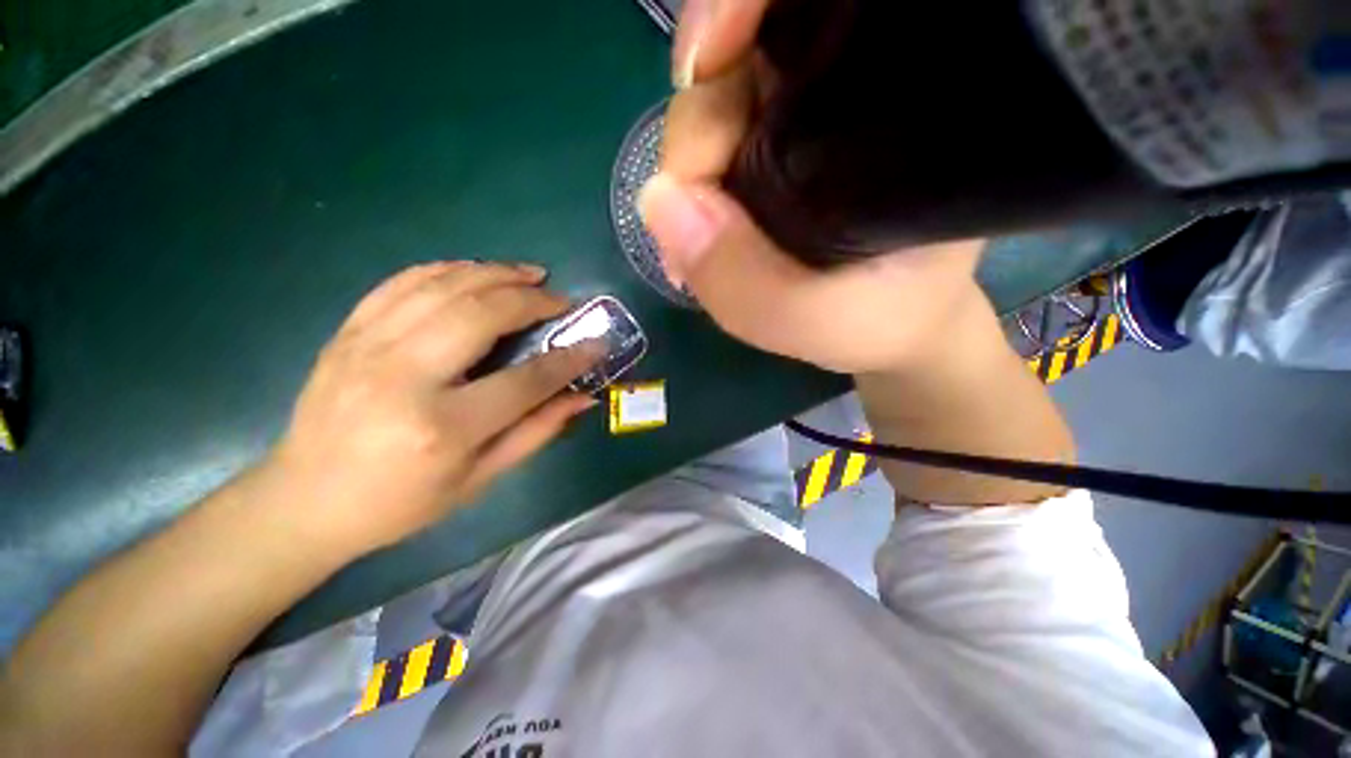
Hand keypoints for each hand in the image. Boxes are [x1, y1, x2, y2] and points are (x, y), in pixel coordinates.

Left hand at [261, 261, 602, 558]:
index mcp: (443, 427)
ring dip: (496, 272)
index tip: (597, 343)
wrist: (305, 500)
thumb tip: (583, 397)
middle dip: (533, 300)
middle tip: (561, 299)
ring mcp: (368, 347)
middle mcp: (405, 377)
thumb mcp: (479, 480)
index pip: (526, 380)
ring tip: (530, 274)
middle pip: (482, 314)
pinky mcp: (348, 333)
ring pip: (444, 285)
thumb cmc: (401, 502)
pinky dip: (448, 269)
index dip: (569, 359)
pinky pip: (403, 282)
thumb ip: (537, 432)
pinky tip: (476, 271)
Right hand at [641, 0, 986, 374]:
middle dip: (699, 131)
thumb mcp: (811, 318)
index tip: (702, 69)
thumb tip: (658, 200)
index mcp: (888, 113)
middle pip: (743, 60)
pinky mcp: (780, 153)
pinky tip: (697, 231)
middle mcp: (847, 96)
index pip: (803, 14)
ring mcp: (806, 123)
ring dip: (691, 169)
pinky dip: (694, 184)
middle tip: (692, 226)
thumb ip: (740, 276)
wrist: (891, 326)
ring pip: (719, 102)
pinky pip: (716, 142)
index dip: (736, 13)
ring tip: (693, 246)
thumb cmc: (877, 319)